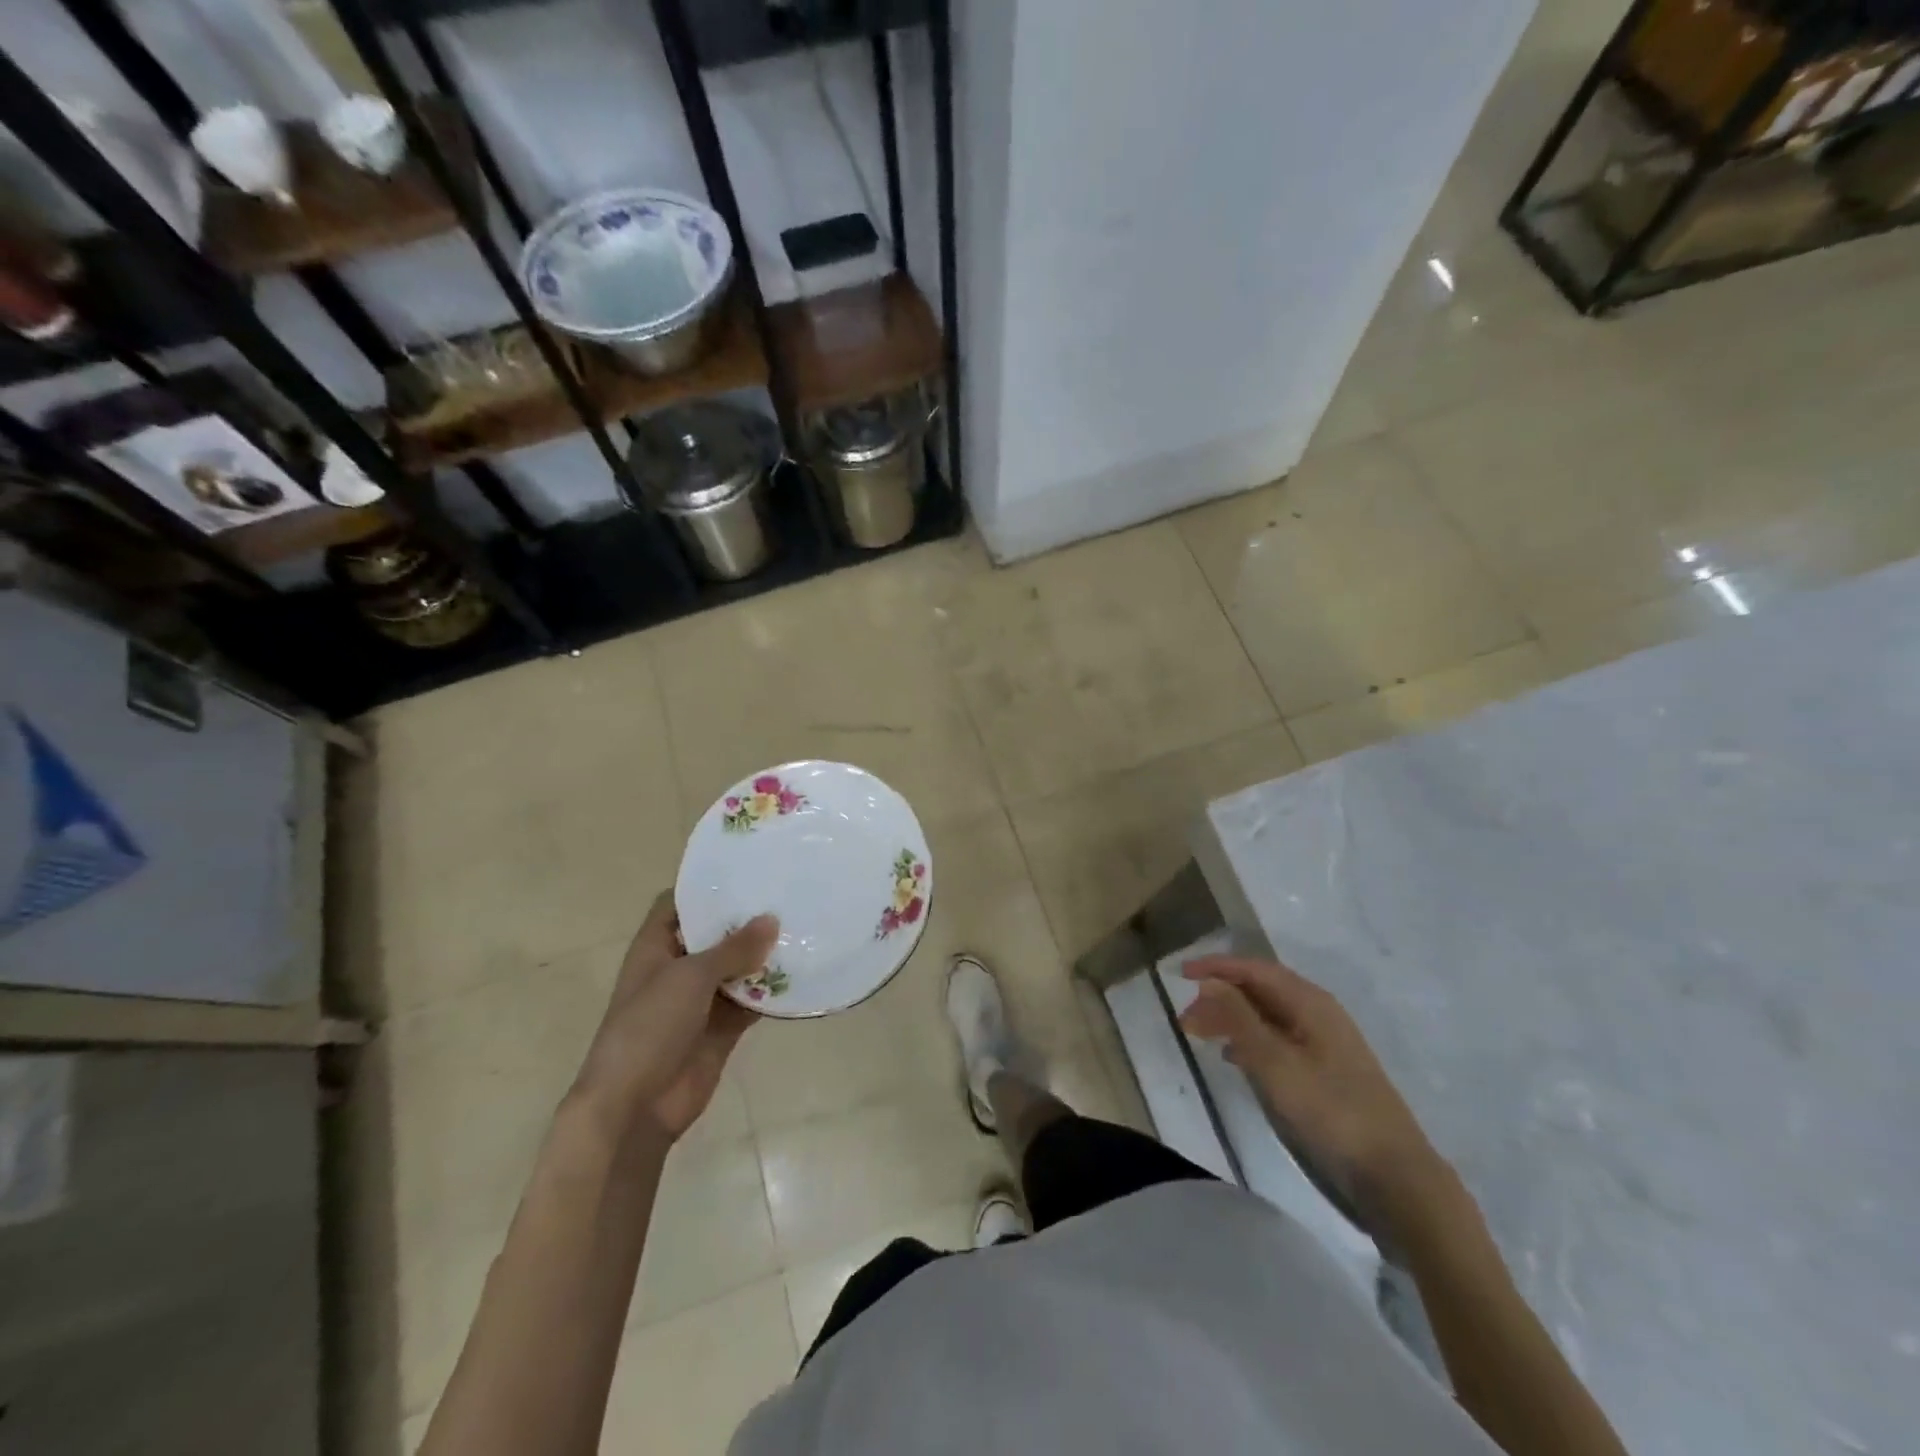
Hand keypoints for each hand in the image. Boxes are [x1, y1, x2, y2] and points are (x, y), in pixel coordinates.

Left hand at [572, 892, 778, 1141]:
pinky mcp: (721, 1028)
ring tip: (803, 926)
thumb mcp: (690, 977)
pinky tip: (803, 973)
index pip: (678, 903)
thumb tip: (772, 919)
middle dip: (746, 919)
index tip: (745, 870)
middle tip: (788, 893)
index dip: (705, 886)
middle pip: (714, 934)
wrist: (635, 1107)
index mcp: (656, 947)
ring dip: (764, 955)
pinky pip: (750, 1001)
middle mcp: (678, 968)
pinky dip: (771, 991)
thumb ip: (733, 948)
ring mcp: (700, 1000)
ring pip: (737, 967)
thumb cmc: (650, 1028)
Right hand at [1180, 955, 1447, 1225]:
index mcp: (1310, 1002)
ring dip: (1231, 1019)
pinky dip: (1248, 1041)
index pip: (1255, 969)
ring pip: (1266, 1016)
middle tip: (1185, 1018)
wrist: (1393, 1175)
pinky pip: (1276, 1039)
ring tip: (1200, 1035)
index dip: (1216, 967)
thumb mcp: (1275, 1063)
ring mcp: (1323, 1043)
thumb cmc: (1330, 1110)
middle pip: (1260, 990)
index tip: (1180, 974)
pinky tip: (1232, 1057)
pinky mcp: (1324, 1071)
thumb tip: (1209, 982)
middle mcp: (1318, 1013)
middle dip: (1220, 996)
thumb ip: (1239, 1019)